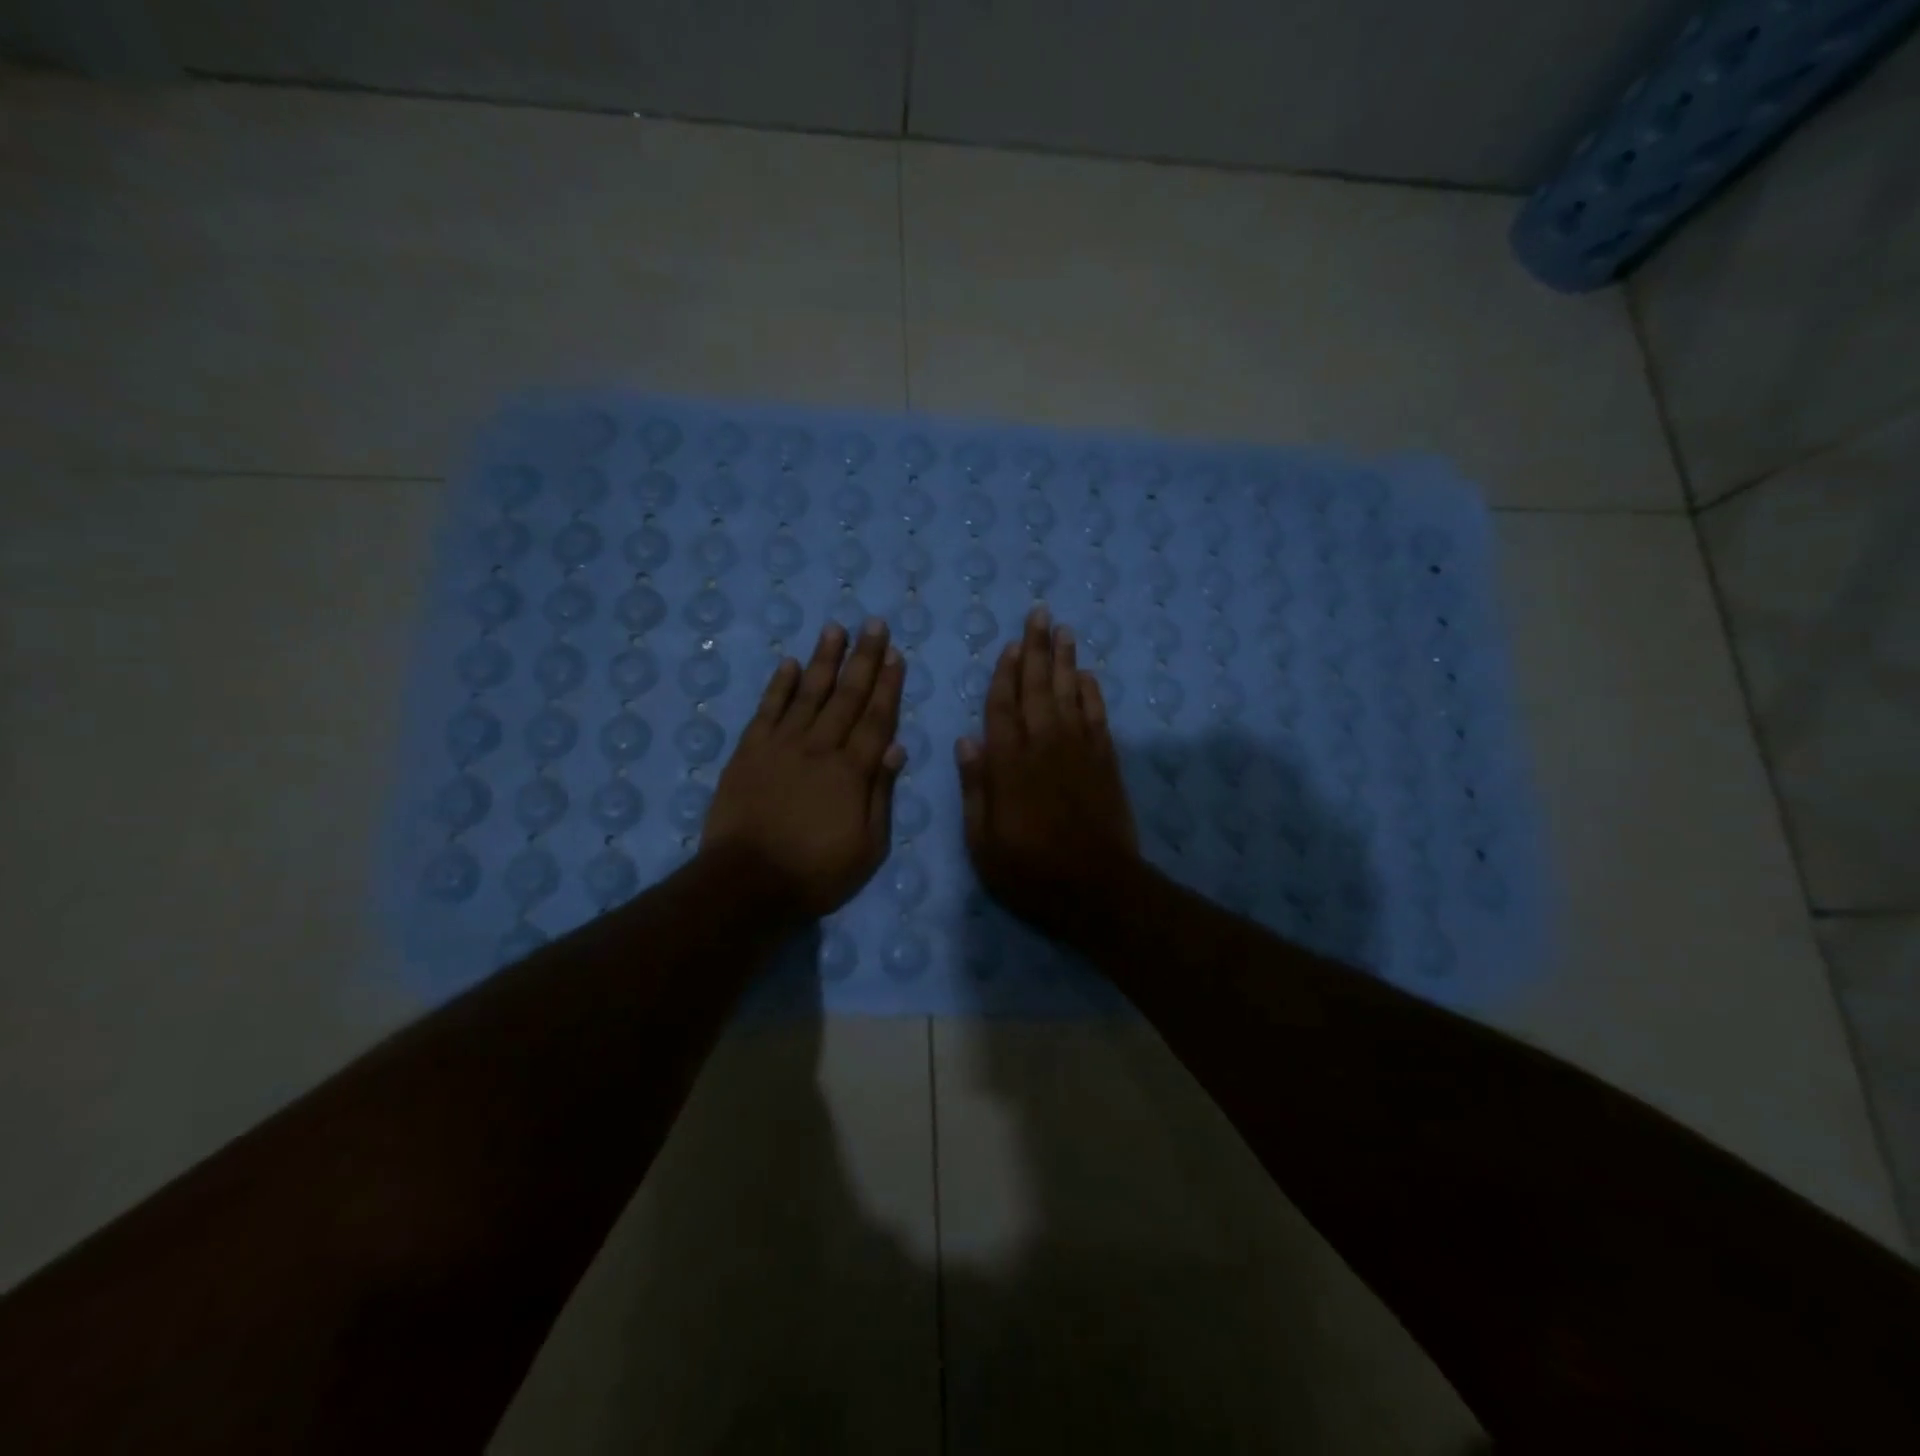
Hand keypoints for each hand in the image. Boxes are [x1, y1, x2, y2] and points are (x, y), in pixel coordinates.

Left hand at [702, 620, 905, 919]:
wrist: (747, 883)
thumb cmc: (816, 872)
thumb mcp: (868, 847)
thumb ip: (881, 794)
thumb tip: (897, 748)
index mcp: (852, 771)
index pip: (876, 718)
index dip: (888, 685)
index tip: (896, 655)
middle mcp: (820, 747)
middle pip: (846, 695)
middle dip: (863, 658)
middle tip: (873, 624)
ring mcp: (781, 745)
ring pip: (808, 692)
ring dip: (823, 659)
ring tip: (835, 629)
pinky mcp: (749, 751)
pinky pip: (767, 710)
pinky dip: (778, 685)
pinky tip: (789, 663)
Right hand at [956, 605, 1141, 942]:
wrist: (1098, 889)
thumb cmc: (1030, 871)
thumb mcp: (983, 841)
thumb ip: (975, 788)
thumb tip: (966, 740)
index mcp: (1010, 764)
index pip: (1003, 707)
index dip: (1005, 674)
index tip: (1009, 645)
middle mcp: (1045, 746)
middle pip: (1039, 688)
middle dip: (1037, 649)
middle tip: (1040, 614)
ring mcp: (1080, 751)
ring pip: (1070, 694)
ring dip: (1066, 660)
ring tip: (1063, 630)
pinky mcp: (1105, 762)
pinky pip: (1097, 716)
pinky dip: (1092, 693)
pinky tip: (1088, 676)